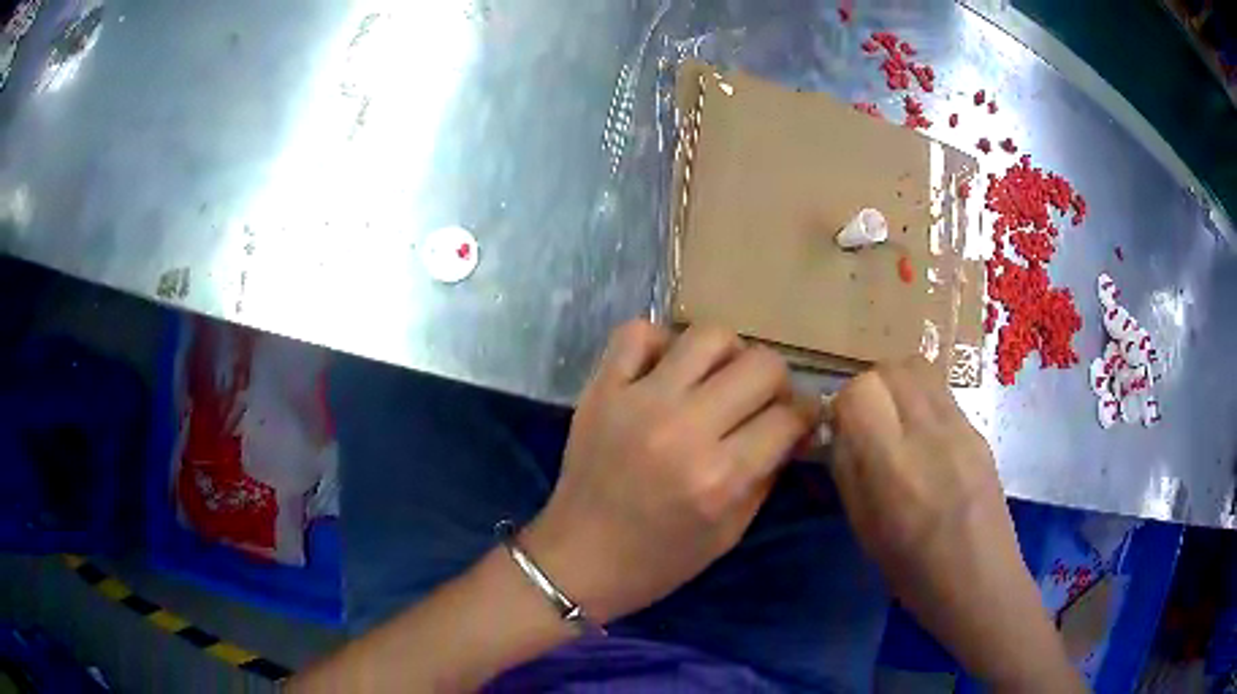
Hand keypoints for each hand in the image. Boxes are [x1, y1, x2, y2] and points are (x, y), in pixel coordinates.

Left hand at [523, 321, 816, 622]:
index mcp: (720, 476)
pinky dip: (661, 342)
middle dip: (777, 383)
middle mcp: (684, 429)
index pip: (788, 416)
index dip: (804, 415)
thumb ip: (769, 472)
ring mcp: (638, 402)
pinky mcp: (601, 390)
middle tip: (763, 402)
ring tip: (717, 381)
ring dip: (728, 356)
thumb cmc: (661, 559)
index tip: (798, 421)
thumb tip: (796, 425)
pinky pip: (638, 333)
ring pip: (709, 336)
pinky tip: (666, 370)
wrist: (580, 558)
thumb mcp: (731, 530)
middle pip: (761, 365)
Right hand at [829, 358, 1081, 690]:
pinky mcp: (979, 430)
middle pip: (890, 368)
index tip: (843, 430)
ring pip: (919, 368)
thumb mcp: (865, 529)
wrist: (981, 582)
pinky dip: (921, 399)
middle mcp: (930, 433)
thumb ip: (848, 470)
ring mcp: (961, 427)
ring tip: (894, 422)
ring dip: (896, 385)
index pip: (861, 390)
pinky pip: (941, 392)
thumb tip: (839, 429)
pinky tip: (924, 437)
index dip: (845, 405)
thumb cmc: (914, 572)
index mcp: (894, 467)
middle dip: (869, 387)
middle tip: (867, 423)